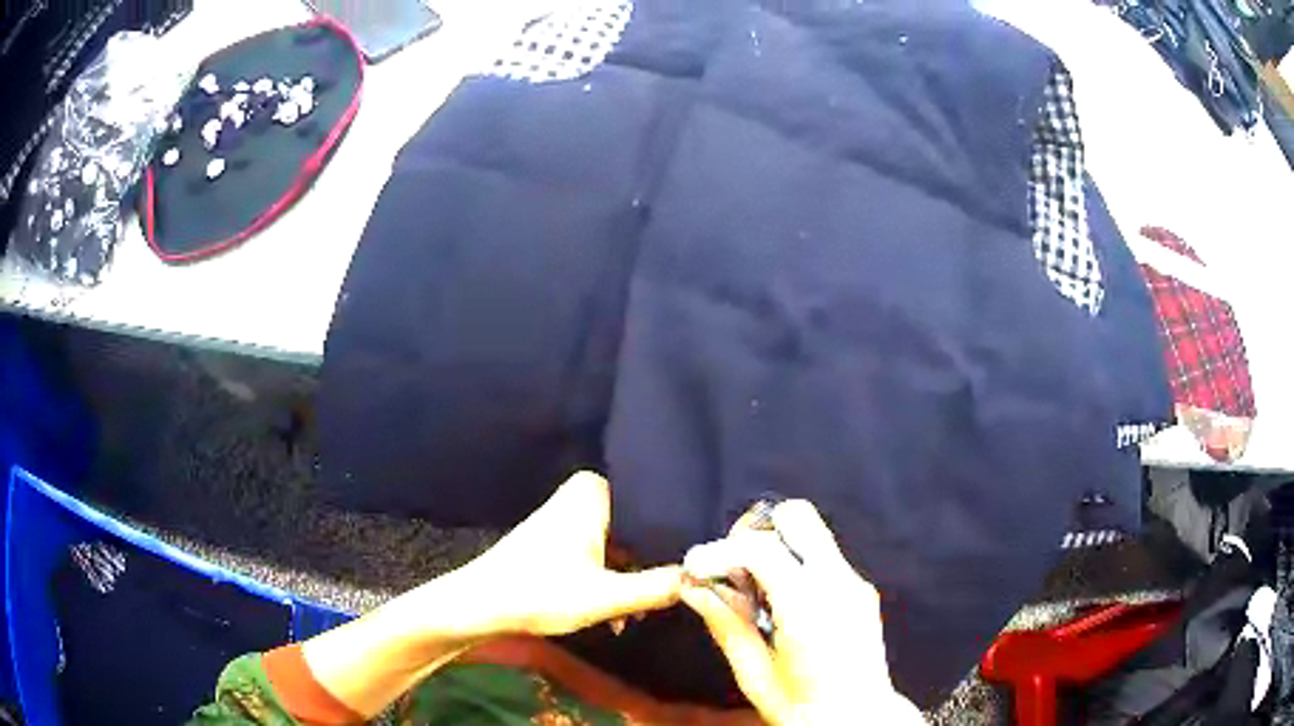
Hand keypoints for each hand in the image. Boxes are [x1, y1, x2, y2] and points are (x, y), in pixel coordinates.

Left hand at [456, 470, 683, 635]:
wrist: (479, 605)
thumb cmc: (541, 594)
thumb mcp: (607, 597)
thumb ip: (658, 586)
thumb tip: (702, 576)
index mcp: (596, 491)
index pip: (656, 509)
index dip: (677, 542)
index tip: (696, 569)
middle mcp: (584, 493)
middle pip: (640, 529)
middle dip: (653, 566)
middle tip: (671, 597)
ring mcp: (570, 514)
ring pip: (622, 544)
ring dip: (632, 578)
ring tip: (638, 614)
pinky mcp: (560, 537)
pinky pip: (602, 552)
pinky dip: (611, 579)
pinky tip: (618, 613)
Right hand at [680, 500, 922, 725]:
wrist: (858, 719)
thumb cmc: (802, 707)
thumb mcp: (754, 673)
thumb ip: (726, 624)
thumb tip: (692, 588)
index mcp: (809, 607)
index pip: (762, 548)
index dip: (720, 550)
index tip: (693, 566)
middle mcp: (839, 583)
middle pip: (797, 516)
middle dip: (755, 531)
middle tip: (731, 566)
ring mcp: (855, 582)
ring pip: (811, 533)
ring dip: (775, 546)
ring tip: (754, 590)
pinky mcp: (862, 589)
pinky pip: (823, 557)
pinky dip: (794, 564)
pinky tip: (781, 602)